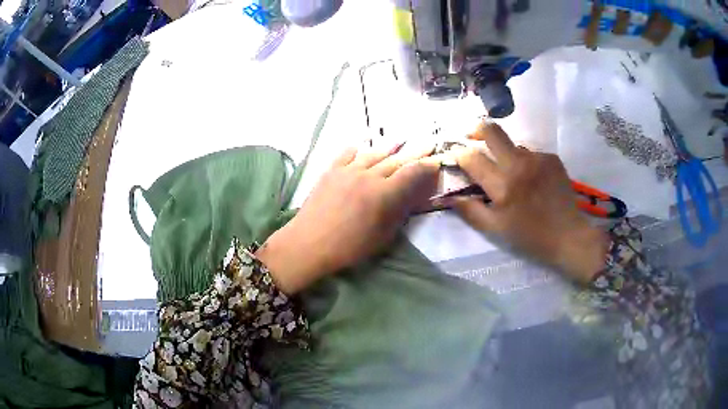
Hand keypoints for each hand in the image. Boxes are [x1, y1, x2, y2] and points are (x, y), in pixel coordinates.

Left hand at [256, 144, 438, 293]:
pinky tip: (361, 146)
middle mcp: (368, 176)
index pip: (411, 173)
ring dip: (388, 147)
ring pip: (373, 154)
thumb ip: (398, 213)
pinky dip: (357, 148)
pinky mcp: (331, 171)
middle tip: (427, 143)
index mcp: (384, 194)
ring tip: (400, 140)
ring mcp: (348, 170)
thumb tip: (409, 198)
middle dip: (414, 152)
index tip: (435, 161)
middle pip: (396, 160)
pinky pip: (346, 153)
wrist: (309, 243)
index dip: (426, 166)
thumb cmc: (348, 247)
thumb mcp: (382, 236)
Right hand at [453, 121, 608, 282]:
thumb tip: (448, 196)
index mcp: (503, 185)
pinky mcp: (552, 158)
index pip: (472, 157)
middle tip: (472, 136)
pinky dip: (526, 163)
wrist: (568, 235)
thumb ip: (470, 211)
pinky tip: (533, 180)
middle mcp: (519, 164)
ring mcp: (538, 158)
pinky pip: (531, 154)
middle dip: (477, 129)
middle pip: (492, 131)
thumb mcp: (496, 229)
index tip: (456, 156)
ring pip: (513, 144)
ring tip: (513, 175)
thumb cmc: (530, 236)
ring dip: (505, 154)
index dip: (459, 153)